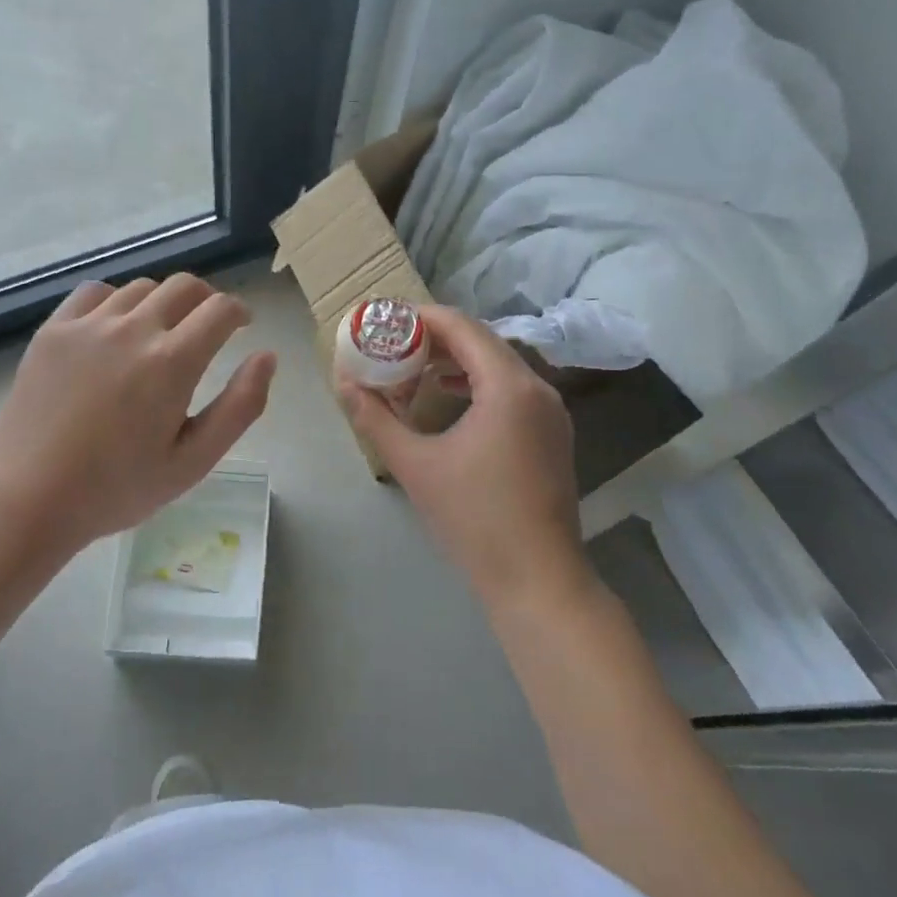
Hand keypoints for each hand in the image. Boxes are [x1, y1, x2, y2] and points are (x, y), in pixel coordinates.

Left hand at [0, 275, 275, 556]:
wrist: (28, 498)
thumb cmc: (118, 488)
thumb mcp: (193, 461)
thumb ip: (240, 406)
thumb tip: (267, 357)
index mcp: (173, 362)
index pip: (220, 309)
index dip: (239, 312)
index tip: (241, 325)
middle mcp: (134, 329)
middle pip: (184, 286)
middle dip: (206, 300)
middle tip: (207, 327)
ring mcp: (88, 326)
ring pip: (141, 288)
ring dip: (163, 302)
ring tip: (159, 332)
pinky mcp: (54, 331)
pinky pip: (95, 292)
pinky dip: (116, 301)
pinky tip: (114, 327)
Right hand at [339, 306, 592, 612]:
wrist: (538, 579)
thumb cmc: (474, 518)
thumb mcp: (415, 464)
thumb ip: (376, 418)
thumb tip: (343, 383)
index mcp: (509, 386)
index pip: (462, 327)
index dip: (421, 317)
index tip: (386, 321)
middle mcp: (538, 387)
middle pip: (483, 341)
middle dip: (436, 339)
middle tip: (393, 345)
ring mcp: (551, 412)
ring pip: (499, 365)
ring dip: (457, 361)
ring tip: (415, 369)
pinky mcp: (552, 433)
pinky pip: (512, 389)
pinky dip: (479, 383)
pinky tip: (450, 397)